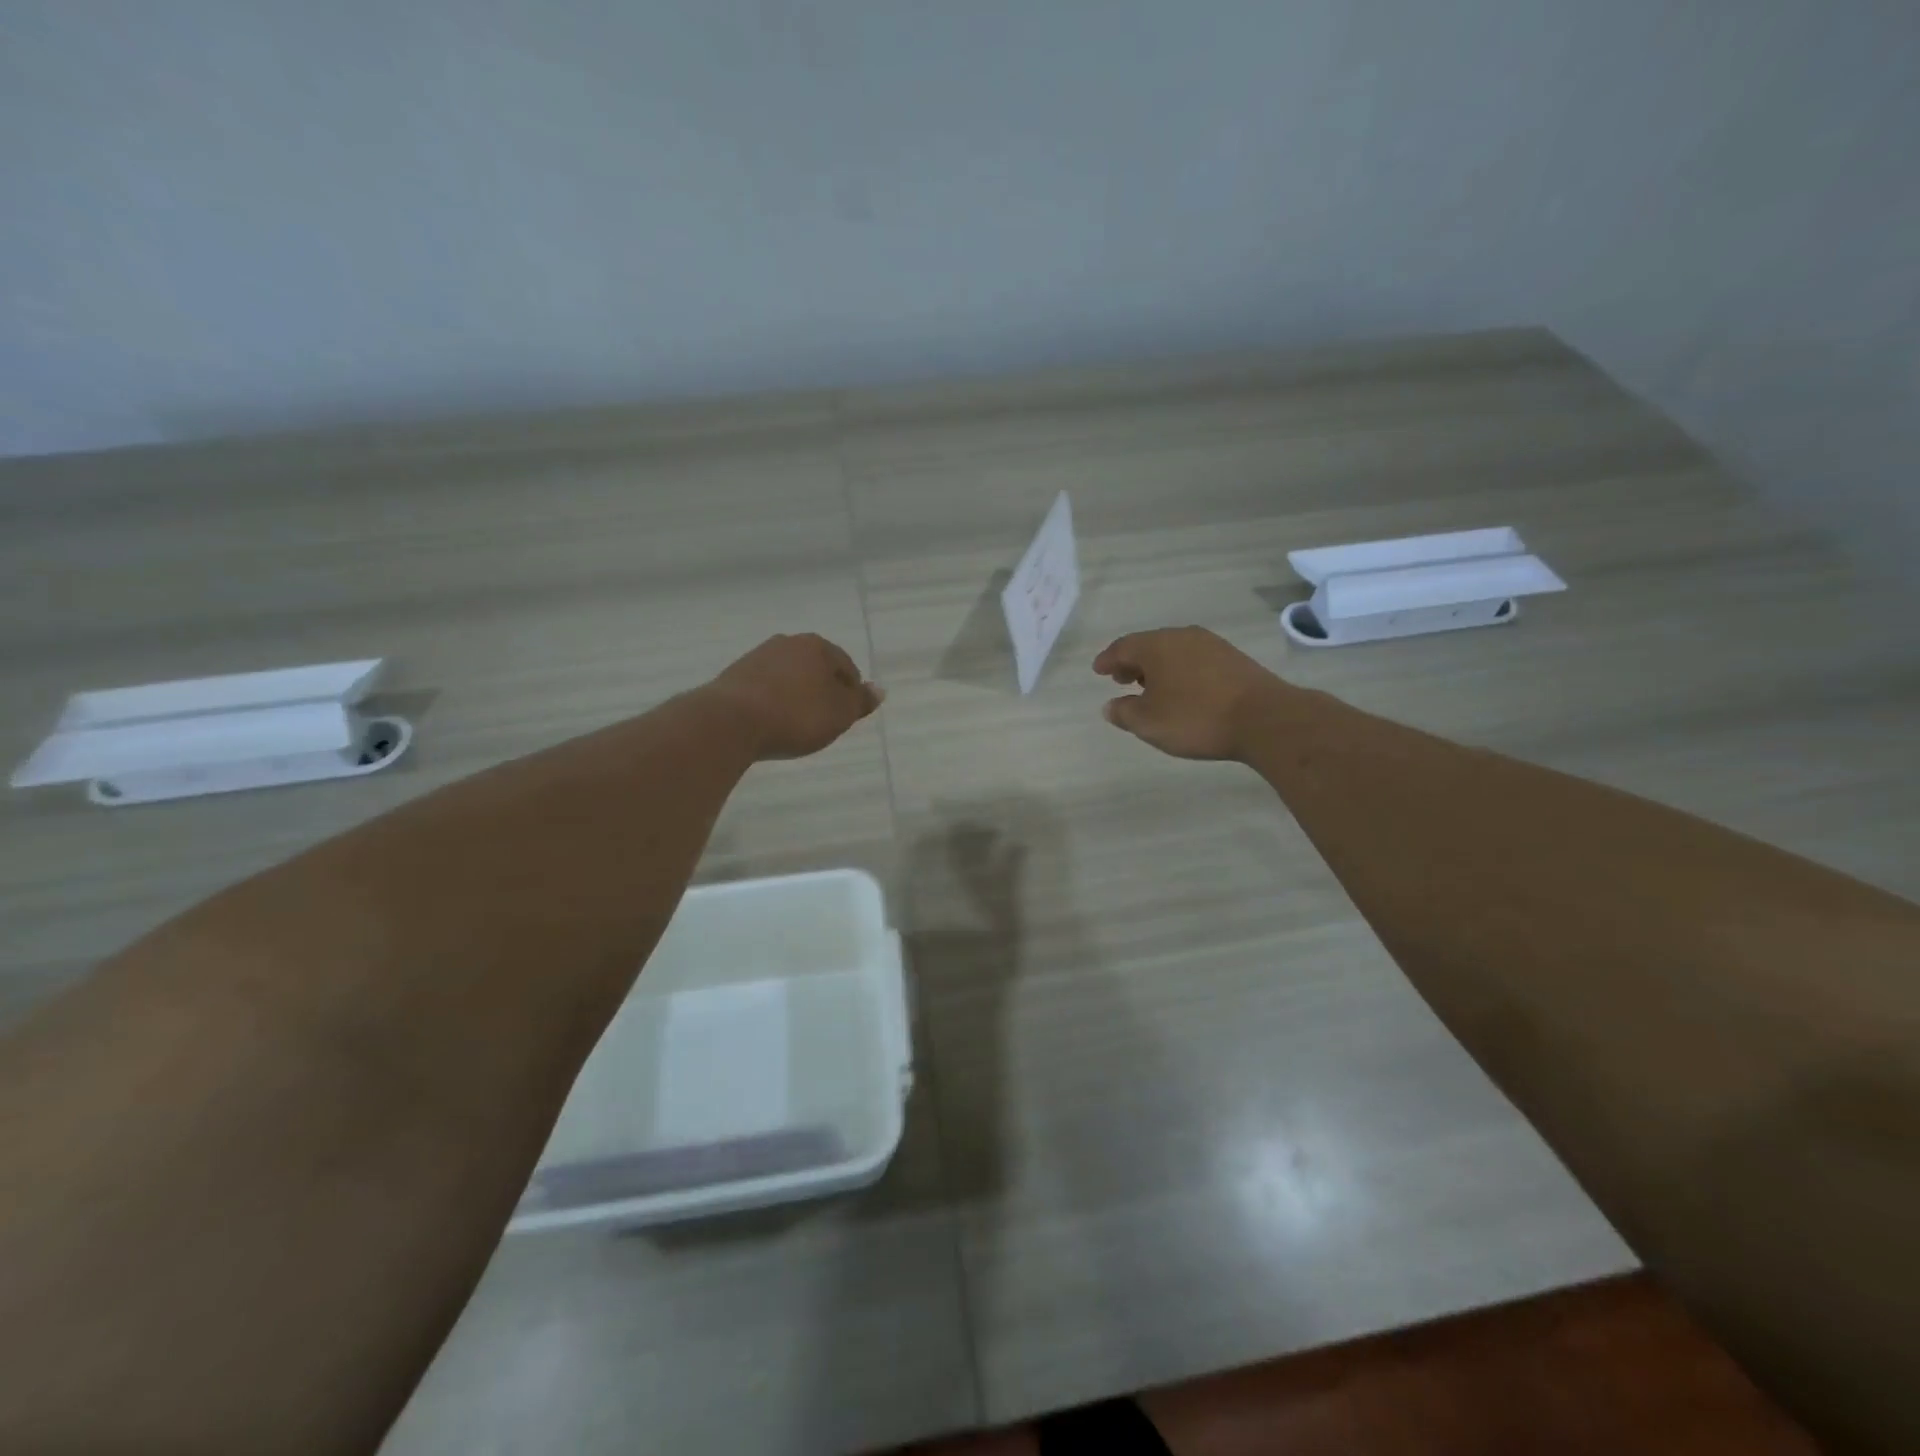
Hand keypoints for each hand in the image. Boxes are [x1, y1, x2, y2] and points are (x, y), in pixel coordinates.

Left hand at [705, 634, 883, 760]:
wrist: (730, 722)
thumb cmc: (796, 716)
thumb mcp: (839, 714)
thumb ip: (860, 701)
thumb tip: (880, 689)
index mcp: (818, 646)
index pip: (847, 667)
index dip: (851, 694)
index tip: (845, 718)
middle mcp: (787, 643)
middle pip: (816, 668)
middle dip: (823, 691)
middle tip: (823, 721)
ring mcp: (757, 657)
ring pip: (789, 676)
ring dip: (796, 696)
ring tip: (795, 725)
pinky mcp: (734, 675)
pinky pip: (765, 688)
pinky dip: (773, 701)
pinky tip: (771, 722)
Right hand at [1093, 627, 1287, 760]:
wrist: (1264, 719)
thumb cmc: (1195, 718)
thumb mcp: (1148, 723)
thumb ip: (1124, 712)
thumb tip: (1110, 705)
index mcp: (1157, 645)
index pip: (1123, 647)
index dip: (1107, 660)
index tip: (1098, 670)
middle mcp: (1183, 637)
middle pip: (1149, 645)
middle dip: (1132, 662)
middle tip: (1121, 679)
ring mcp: (1212, 645)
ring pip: (1174, 652)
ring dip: (1158, 668)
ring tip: (1150, 688)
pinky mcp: (1234, 659)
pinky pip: (1195, 660)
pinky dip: (1180, 671)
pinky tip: (1183, 691)